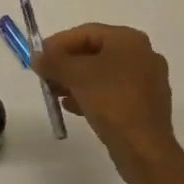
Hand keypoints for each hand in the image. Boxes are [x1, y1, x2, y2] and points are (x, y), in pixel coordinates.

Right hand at [35, 24, 180, 183]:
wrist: (145, 149)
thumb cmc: (111, 101)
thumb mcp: (75, 75)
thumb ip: (53, 61)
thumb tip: (37, 57)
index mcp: (129, 39)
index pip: (85, 33)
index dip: (58, 43)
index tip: (38, 56)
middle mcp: (142, 55)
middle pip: (94, 52)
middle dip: (66, 64)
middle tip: (45, 75)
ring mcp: (147, 81)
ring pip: (102, 74)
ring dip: (76, 81)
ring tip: (54, 93)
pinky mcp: (146, 105)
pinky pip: (113, 92)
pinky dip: (91, 95)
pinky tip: (72, 107)